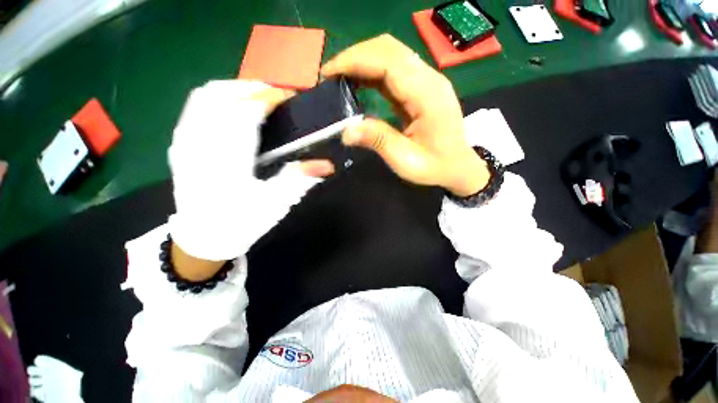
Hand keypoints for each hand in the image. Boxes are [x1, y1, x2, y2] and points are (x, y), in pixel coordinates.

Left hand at [168, 80, 331, 271]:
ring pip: (206, 96)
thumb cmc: (241, 223)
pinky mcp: (181, 143)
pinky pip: (196, 106)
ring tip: (258, 96)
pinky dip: (218, 97)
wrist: (203, 238)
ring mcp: (186, 141)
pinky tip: (233, 105)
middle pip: (223, 95)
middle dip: (253, 88)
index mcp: (227, 161)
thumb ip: (300, 179)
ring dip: (235, 89)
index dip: (268, 99)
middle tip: (277, 96)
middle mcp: (202, 144)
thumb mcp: (275, 204)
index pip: (246, 114)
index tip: (289, 97)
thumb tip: (327, 165)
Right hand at [322, 34, 488, 196]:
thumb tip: (346, 131)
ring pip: (391, 54)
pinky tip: (358, 82)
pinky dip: (372, 71)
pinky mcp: (421, 88)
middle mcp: (429, 79)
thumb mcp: (405, 160)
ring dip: (362, 61)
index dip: (355, 60)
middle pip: (389, 48)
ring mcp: (426, 81)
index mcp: (427, 95)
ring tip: (339, 78)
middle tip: (330, 75)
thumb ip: (378, 141)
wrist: (458, 166)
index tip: (329, 72)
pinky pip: (394, 70)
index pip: (388, 60)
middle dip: (355, 56)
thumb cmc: (435, 167)